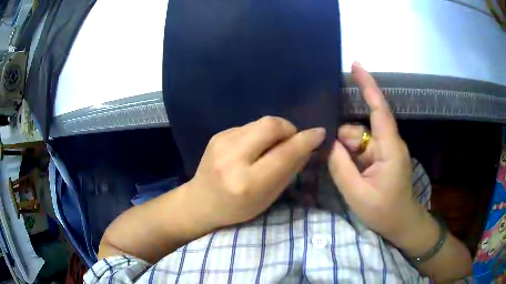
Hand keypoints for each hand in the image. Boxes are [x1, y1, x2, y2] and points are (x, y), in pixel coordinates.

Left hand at [187, 116, 325, 228]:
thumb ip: (289, 171)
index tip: (320, 133)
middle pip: (271, 125)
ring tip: (272, 147)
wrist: (200, 202)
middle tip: (292, 141)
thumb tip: (307, 146)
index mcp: (248, 182)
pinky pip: (249, 126)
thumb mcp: (267, 198)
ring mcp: (222, 142)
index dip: (306, 140)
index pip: (284, 153)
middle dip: (289, 129)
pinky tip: (254, 148)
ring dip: (275, 131)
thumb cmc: (237, 208)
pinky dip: (259, 134)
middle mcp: (233, 157)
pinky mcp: (218, 134)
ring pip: (261, 122)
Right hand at [328, 62, 427, 243]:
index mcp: (390, 148)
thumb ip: (341, 167)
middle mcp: (389, 144)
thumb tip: (329, 143)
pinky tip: (346, 171)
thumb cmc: (384, 212)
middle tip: (331, 160)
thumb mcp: (358, 194)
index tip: (355, 65)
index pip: (379, 110)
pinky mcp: (382, 158)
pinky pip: (362, 149)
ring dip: (346, 152)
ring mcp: (385, 151)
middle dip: (343, 140)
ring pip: (359, 140)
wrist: (401, 223)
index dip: (368, 85)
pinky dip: (350, 156)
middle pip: (361, 129)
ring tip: (343, 175)